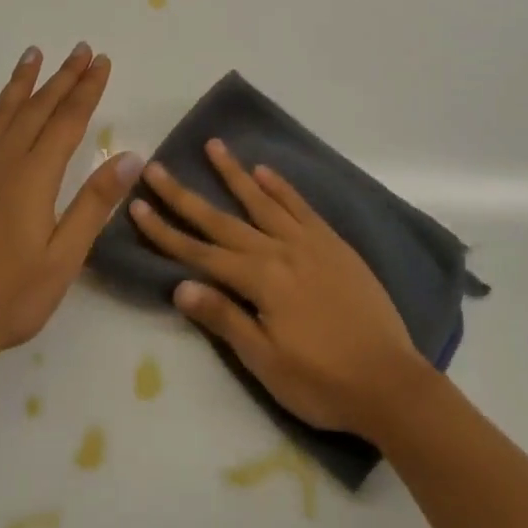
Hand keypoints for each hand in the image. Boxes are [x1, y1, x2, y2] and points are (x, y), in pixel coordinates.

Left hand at [0, 43, 140, 383]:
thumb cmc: (7, 298)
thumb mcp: (63, 259)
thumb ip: (94, 204)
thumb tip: (130, 156)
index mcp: (34, 177)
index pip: (68, 120)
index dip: (87, 89)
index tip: (102, 61)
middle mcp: (2, 160)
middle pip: (38, 108)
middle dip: (62, 76)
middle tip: (81, 49)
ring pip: (0, 112)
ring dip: (20, 82)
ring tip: (34, 53)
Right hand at [129, 139, 428, 437]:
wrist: (391, 381)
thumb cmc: (322, 381)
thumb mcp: (266, 363)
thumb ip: (225, 318)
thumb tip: (180, 285)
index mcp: (259, 280)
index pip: (200, 252)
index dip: (165, 231)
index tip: (137, 205)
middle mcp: (278, 250)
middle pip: (222, 218)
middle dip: (184, 195)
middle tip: (156, 167)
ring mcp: (308, 242)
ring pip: (262, 200)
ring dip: (233, 173)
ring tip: (213, 145)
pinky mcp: (333, 244)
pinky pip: (301, 206)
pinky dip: (281, 187)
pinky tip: (264, 171)